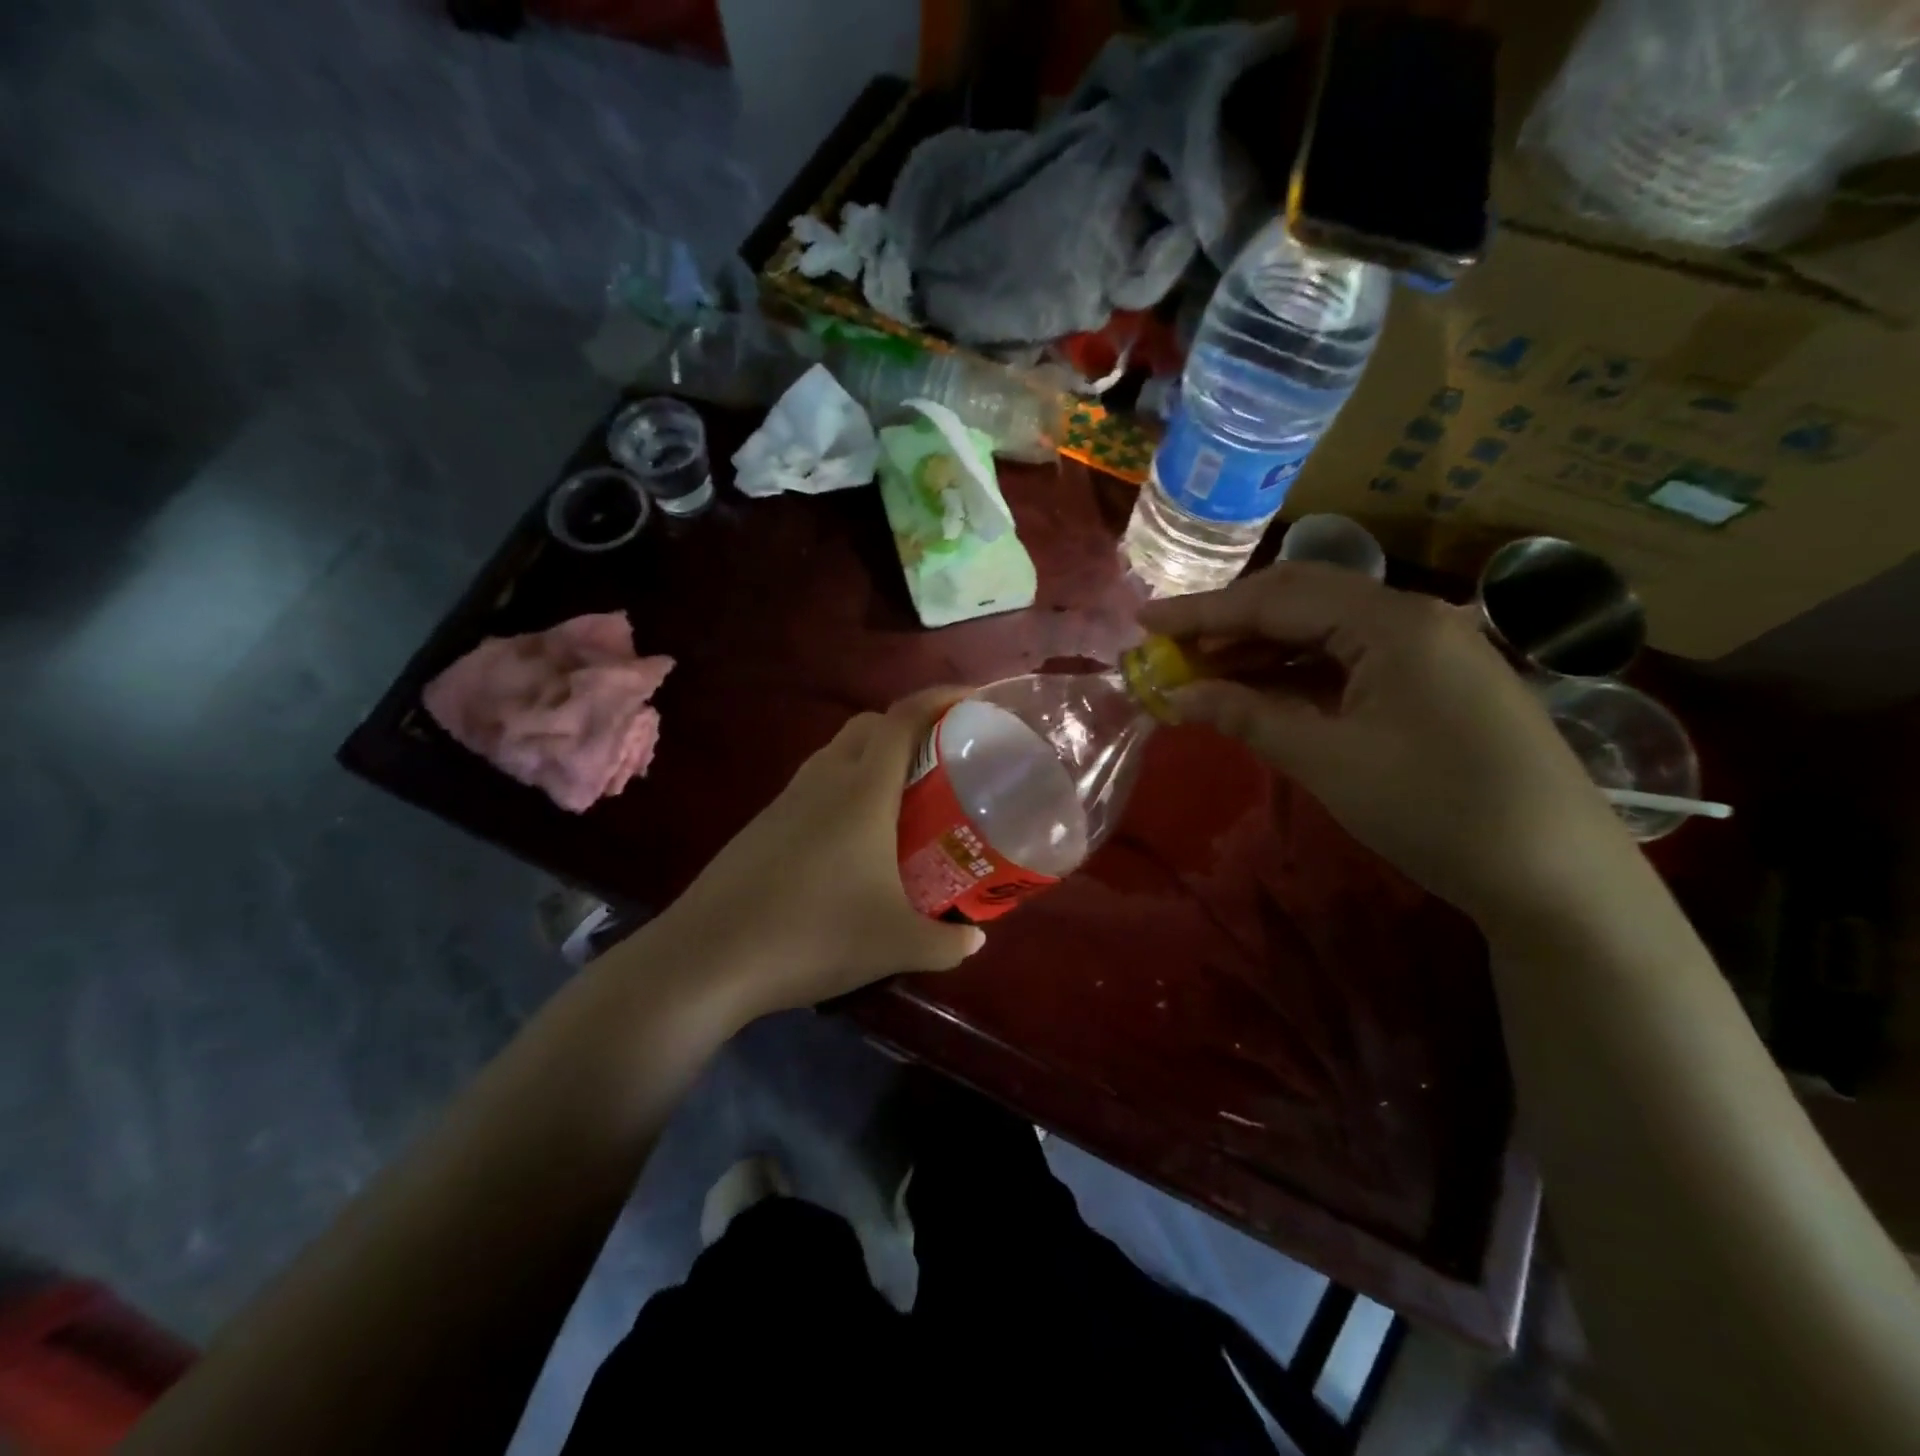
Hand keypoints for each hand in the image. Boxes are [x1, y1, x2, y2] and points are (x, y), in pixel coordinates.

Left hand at [662, 688, 985, 1020]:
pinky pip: (813, 786)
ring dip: (872, 758)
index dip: (940, 698)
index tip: (972, 700)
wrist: (710, 957)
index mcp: (863, 790)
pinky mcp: (762, 824)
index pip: (904, 719)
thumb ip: (947, 943)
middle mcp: (824, 780)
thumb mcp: (896, 945)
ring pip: (837, 754)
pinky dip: (842, 790)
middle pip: (869, 725)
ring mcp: (787, 799)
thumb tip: (977, 938)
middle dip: (908, 726)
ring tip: (901, 799)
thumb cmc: (815, 935)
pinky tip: (851, 841)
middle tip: (941, 759)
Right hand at [1139, 562, 1632, 925]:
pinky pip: (1349, 660)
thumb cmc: (1434, 808)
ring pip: (1324, 630)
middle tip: (1171, 645)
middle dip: (1230, 620)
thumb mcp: (1326, 761)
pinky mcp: (1433, 682)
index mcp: (1391, 622)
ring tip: (1201, 670)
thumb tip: (1176, 695)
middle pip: (1301, 599)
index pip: (1277, 598)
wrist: (1556, 874)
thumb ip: (1246, 716)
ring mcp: (1429, 648)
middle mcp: (1412, 616)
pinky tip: (1260, 691)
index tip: (1144, 621)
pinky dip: (1297, 673)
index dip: (1203, 611)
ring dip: (1261, 647)